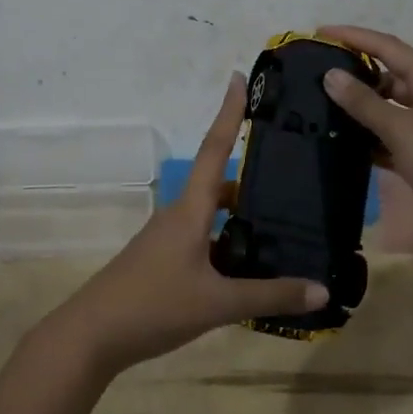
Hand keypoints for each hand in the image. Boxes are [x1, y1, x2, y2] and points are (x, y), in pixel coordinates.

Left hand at [45, 73, 327, 376]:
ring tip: (281, 224)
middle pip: (218, 183)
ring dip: (240, 212)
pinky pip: (202, 238)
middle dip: (250, 176)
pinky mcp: (162, 261)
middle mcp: (178, 215)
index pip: (214, 150)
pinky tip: (248, 265)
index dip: (227, 113)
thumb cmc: (153, 306)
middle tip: (290, 175)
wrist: (92, 335)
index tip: (236, 78)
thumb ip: (269, 296)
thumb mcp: (217, 304)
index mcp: (190, 210)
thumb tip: (321, 289)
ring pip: (210, 214)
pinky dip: (227, 240)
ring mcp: (166, 238)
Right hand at [318, 25, 412, 247]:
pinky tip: (345, 142)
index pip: (388, 46)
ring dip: (360, 106)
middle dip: (355, 71)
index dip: (354, 36)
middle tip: (316, 74)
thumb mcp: (401, 129)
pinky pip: (393, 135)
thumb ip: (364, 102)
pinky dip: (371, 136)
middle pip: (389, 74)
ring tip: (322, 106)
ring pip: (389, 107)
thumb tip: (331, 75)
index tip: (320, 32)